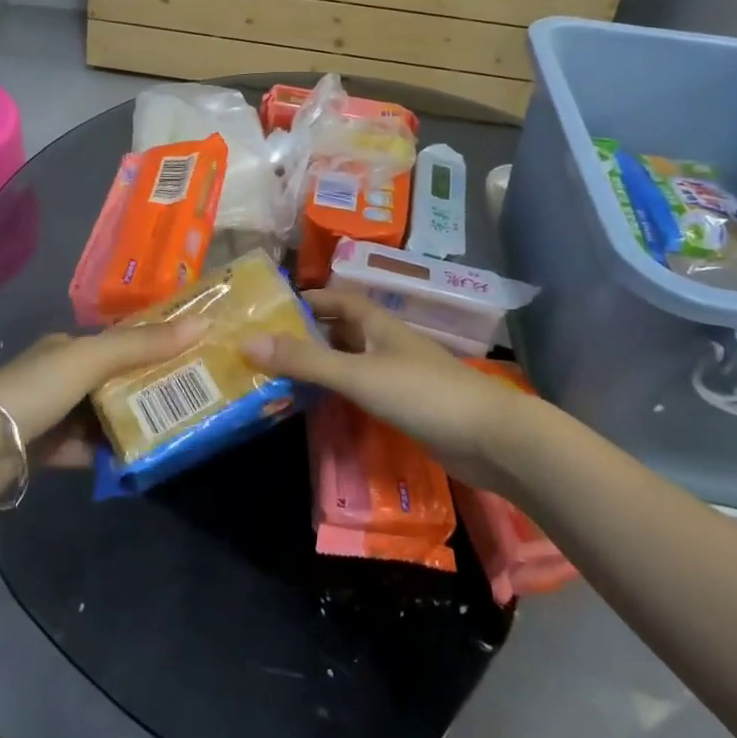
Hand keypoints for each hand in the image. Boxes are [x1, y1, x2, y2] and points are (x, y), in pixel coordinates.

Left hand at [0, 318, 208, 445]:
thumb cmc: (35, 389)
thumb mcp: (92, 359)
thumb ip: (143, 344)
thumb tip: (203, 322)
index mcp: (69, 346)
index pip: (120, 340)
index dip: (155, 343)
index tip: (193, 353)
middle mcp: (61, 376)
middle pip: (114, 380)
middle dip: (148, 387)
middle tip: (193, 397)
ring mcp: (53, 415)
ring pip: (102, 416)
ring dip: (131, 423)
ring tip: (175, 429)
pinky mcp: (46, 451)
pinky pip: (87, 450)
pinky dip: (108, 455)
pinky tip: (137, 461)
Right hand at [247, 288, 517, 487]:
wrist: (490, 438)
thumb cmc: (422, 393)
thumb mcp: (357, 374)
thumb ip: (305, 360)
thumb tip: (246, 342)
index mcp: (377, 324)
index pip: (337, 300)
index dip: (308, 299)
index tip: (271, 309)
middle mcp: (386, 343)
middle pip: (341, 330)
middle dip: (307, 334)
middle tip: (266, 347)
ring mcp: (399, 375)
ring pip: (351, 362)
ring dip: (322, 365)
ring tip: (282, 376)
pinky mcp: (407, 407)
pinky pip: (363, 390)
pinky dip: (340, 393)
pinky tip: (321, 407)